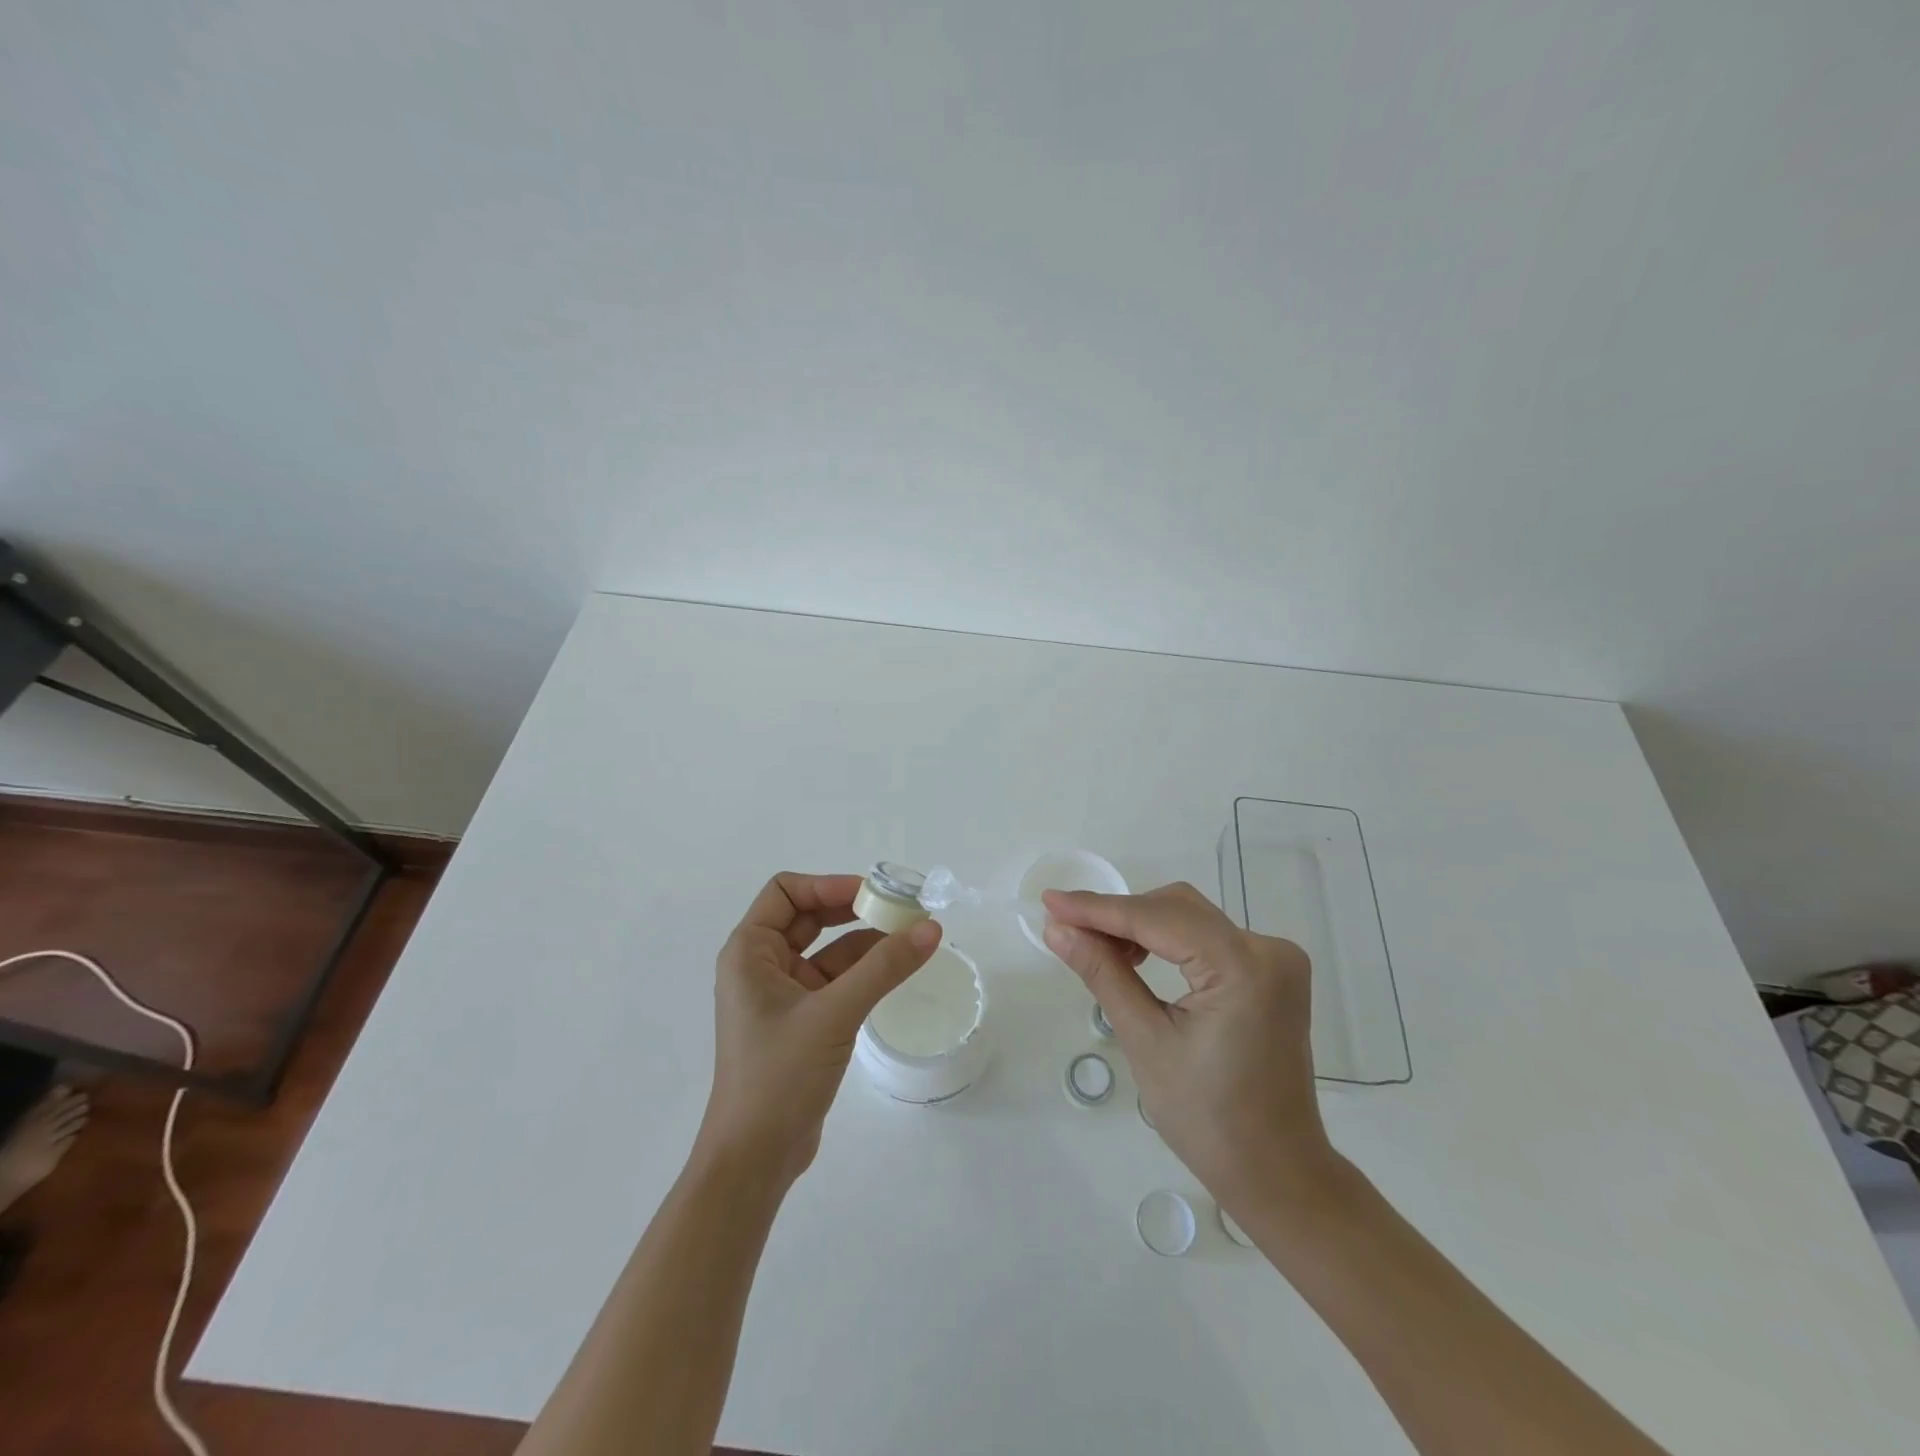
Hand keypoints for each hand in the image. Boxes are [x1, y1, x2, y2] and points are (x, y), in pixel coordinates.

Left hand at [700, 873, 940, 1186]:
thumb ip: (884, 968)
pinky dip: (865, 971)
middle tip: (900, 909)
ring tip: (912, 936)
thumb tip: (931, 927)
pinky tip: (898, 968)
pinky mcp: (803, 1021)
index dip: (828, 884)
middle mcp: (762, 965)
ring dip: (866, 941)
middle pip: (809, 916)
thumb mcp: (834, 1014)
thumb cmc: (779, 1075)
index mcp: (749, 952)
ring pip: (828, 950)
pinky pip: (836, 980)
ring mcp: (782, 995)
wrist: (755, 1159)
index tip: (873, 893)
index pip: (786, 891)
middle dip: (853, 909)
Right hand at [1042, 882, 1336, 1212]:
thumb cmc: (1207, 1119)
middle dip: (1119, 916)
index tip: (1050, 901)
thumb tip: (1057, 929)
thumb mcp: (1145, 1040)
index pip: (1156, 918)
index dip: (1098, 909)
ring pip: (1190, 917)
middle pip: (1176, 908)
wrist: (1275, 1171)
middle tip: (1070, 933)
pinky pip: (1208, 937)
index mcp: (1243, 966)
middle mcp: (1268, 949)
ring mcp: (1276, 959)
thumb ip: (1103, 973)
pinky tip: (1138, 960)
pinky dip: (1169, 941)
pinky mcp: (1271, 973)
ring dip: (1142, 926)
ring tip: (1099, 952)